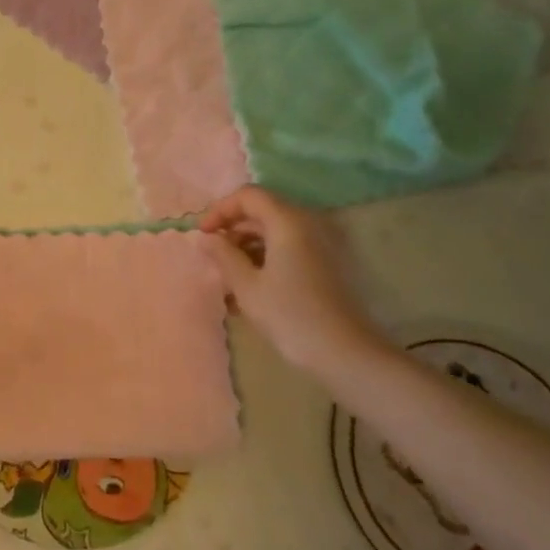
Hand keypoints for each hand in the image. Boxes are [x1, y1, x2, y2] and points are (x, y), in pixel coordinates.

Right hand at [199, 186, 392, 376]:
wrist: (346, 353)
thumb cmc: (290, 316)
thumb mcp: (247, 286)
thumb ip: (223, 256)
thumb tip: (206, 238)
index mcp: (289, 222)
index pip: (248, 196)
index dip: (220, 210)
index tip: (203, 236)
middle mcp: (309, 223)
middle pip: (263, 212)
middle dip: (233, 231)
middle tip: (213, 258)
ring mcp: (323, 244)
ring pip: (276, 233)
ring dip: (249, 248)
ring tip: (229, 281)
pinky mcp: (329, 264)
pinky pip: (291, 249)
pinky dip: (268, 260)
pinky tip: (252, 291)